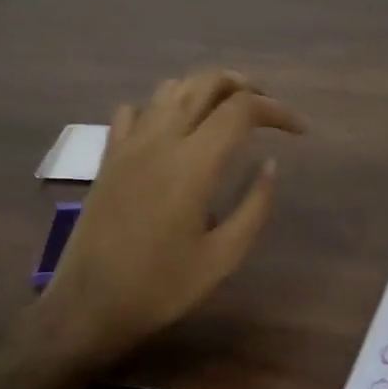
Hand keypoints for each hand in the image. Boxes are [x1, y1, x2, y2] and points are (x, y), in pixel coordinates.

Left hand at [36, 70, 306, 362]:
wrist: (88, 305)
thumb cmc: (161, 287)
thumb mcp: (223, 257)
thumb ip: (254, 206)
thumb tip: (271, 164)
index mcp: (193, 163)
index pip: (241, 109)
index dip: (277, 110)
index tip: (299, 131)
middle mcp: (160, 140)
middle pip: (205, 82)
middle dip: (244, 86)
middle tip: (267, 110)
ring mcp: (129, 144)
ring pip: (171, 88)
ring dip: (205, 89)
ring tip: (227, 113)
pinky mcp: (109, 157)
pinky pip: (135, 110)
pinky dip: (162, 107)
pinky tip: (173, 130)